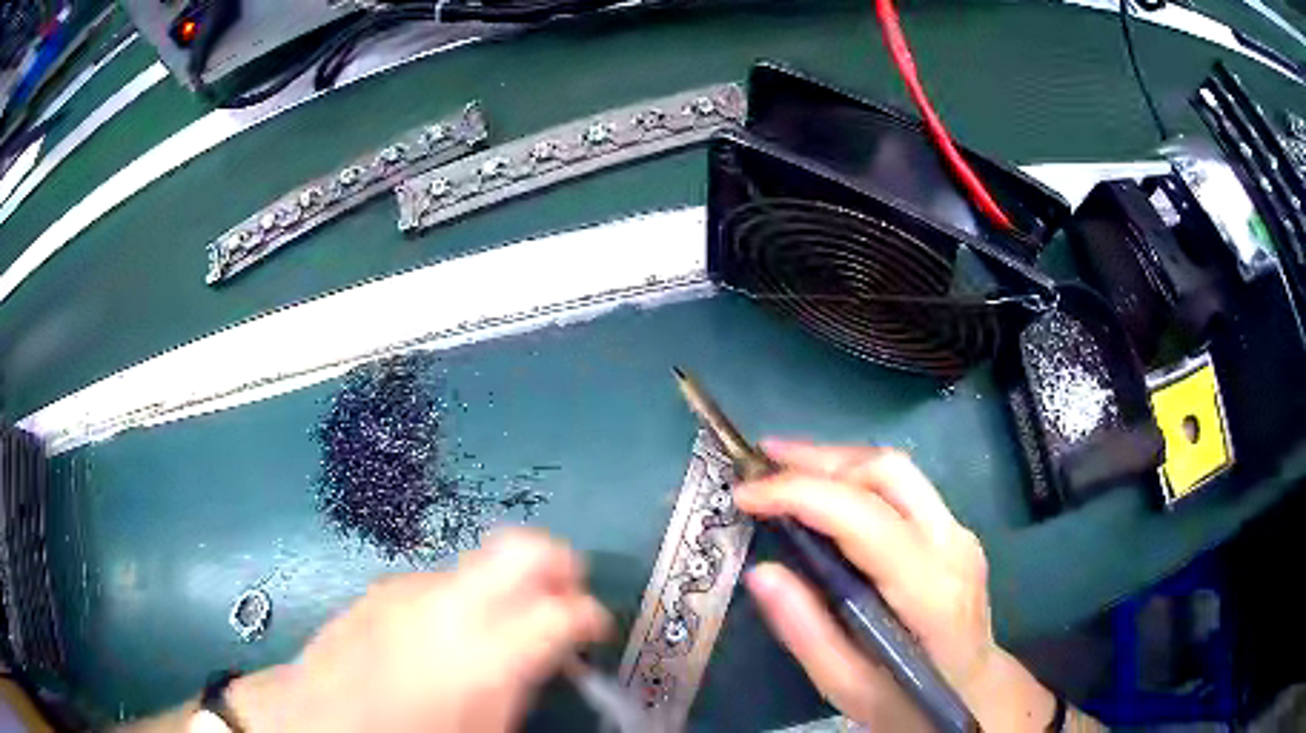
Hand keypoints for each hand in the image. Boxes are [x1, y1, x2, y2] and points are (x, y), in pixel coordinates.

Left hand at [231, 529, 610, 732]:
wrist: (315, 721)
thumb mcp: (485, 730)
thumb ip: (524, 685)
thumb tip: (549, 659)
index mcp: (485, 655)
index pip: (564, 611)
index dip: (592, 617)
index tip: (594, 632)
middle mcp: (449, 606)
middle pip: (523, 548)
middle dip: (559, 564)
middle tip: (566, 595)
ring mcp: (410, 588)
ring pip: (480, 564)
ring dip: (503, 588)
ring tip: (496, 631)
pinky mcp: (382, 587)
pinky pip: (439, 582)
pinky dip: (459, 600)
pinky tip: (442, 639)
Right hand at [736, 441, 1056, 731]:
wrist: (977, 695)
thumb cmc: (911, 702)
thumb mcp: (849, 687)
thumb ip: (807, 632)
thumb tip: (761, 572)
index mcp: (930, 591)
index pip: (864, 518)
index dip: (800, 495)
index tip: (745, 496)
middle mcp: (953, 546)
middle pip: (888, 473)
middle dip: (819, 458)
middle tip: (761, 462)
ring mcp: (960, 534)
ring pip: (898, 471)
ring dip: (837, 460)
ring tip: (784, 464)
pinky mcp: (956, 532)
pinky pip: (904, 488)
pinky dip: (857, 479)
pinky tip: (826, 490)